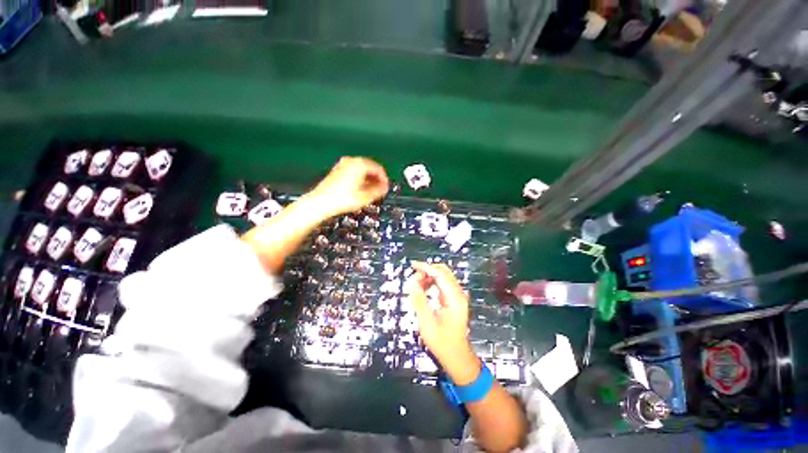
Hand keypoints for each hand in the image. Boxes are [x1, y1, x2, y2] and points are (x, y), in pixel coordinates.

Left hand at [309, 157, 388, 217]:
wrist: (321, 202)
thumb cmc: (341, 198)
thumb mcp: (365, 196)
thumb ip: (379, 190)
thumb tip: (385, 187)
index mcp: (359, 164)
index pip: (378, 168)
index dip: (384, 179)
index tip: (386, 186)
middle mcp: (351, 161)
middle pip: (370, 167)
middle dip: (376, 178)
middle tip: (380, 189)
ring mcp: (343, 165)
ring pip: (362, 170)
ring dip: (368, 179)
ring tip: (371, 190)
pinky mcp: (338, 170)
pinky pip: (354, 172)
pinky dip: (360, 178)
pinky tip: (360, 189)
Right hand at [407, 262, 479, 384]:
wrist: (456, 356)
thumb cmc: (442, 342)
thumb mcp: (426, 322)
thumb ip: (419, 300)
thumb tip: (412, 282)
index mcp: (454, 298)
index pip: (440, 274)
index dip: (426, 267)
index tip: (412, 265)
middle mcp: (458, 293)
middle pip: (443, 272)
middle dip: (428, 270)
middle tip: (414, 276)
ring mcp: (457, 296)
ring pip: (443, 277)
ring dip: (429, 276)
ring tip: (417, 284)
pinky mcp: (454, 300)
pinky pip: (443, 284)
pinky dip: (432, 283)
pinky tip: (424, 289)